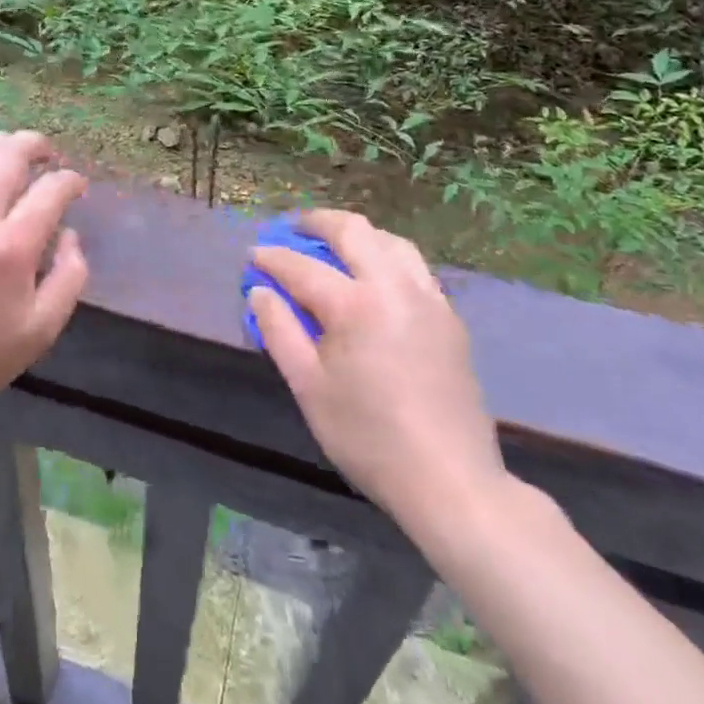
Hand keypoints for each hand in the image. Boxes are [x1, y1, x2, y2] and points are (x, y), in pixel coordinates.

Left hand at [0, 130, 89, 423]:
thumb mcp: (44, 327)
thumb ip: (70, 275)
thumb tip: (69, 232)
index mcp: (11, 247)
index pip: (50, 190)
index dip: (70, 181)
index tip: (75, 185)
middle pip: (9, 155)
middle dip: (36, 145)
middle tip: (47, 154)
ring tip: (10, 149)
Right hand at [249, 211, 508, 539]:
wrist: (451, 482)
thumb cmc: (369, 438)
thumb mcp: (308, 388)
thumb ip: (279, 332)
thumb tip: (259, 291)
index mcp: (355, 305)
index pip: (302, 267)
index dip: (271, 258)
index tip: (252, 256)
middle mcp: (394, 287)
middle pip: (353, 231)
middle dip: (316, 222)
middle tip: (292, 228)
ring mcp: (428, 299)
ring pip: (390, 241)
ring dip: (357, 234)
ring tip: (333, 244)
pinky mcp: (449, 318)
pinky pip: (414, 267)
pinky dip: (385, 257)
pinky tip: (374, 278)